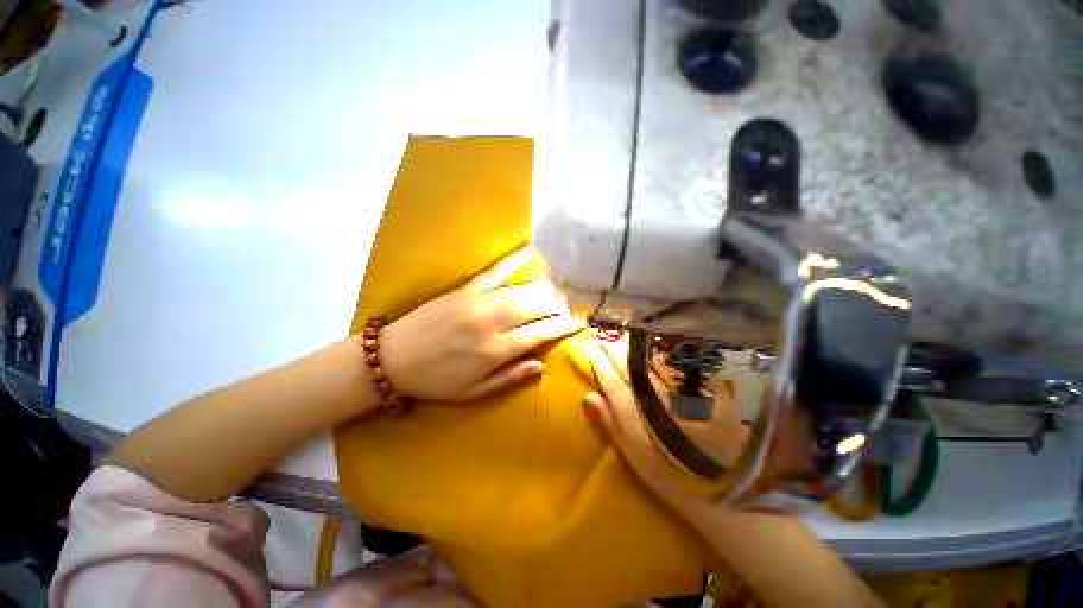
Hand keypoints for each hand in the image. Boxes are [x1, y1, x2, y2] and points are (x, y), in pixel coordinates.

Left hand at [381, 247, 585, 401]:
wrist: (392, 358)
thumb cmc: (436, 381)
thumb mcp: (475, 392)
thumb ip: (511, 377)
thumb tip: (543, 365)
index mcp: (496, 350)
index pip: (541, 333)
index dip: (564, 327)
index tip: (580, 323)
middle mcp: (493, 322)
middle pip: (537, 306)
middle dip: (557, 306)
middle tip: (565, 309)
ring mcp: (479, 301)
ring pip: (523, 289)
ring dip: (545, 290)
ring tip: (555, 293)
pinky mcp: (466, 289)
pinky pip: (496, 270)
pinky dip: (515, 260)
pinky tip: (532, 250)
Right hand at [583, 336, 714, 521]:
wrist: (720, 486)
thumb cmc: (666, 472)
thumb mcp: (630, 451)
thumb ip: (609, 420)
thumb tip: (589, 395)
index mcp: (632, 409)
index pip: (609, 374)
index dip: (599, 357)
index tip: (592, 344)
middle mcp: (654, 392)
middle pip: (628, 361)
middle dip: (614, 346)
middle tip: (606, 334)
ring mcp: (680, 388)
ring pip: (651, 358)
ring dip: (636, 345)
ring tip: (626, 336)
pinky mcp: (704, 387)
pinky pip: (678, 363)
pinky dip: (664, 354)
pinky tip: (657, 347)